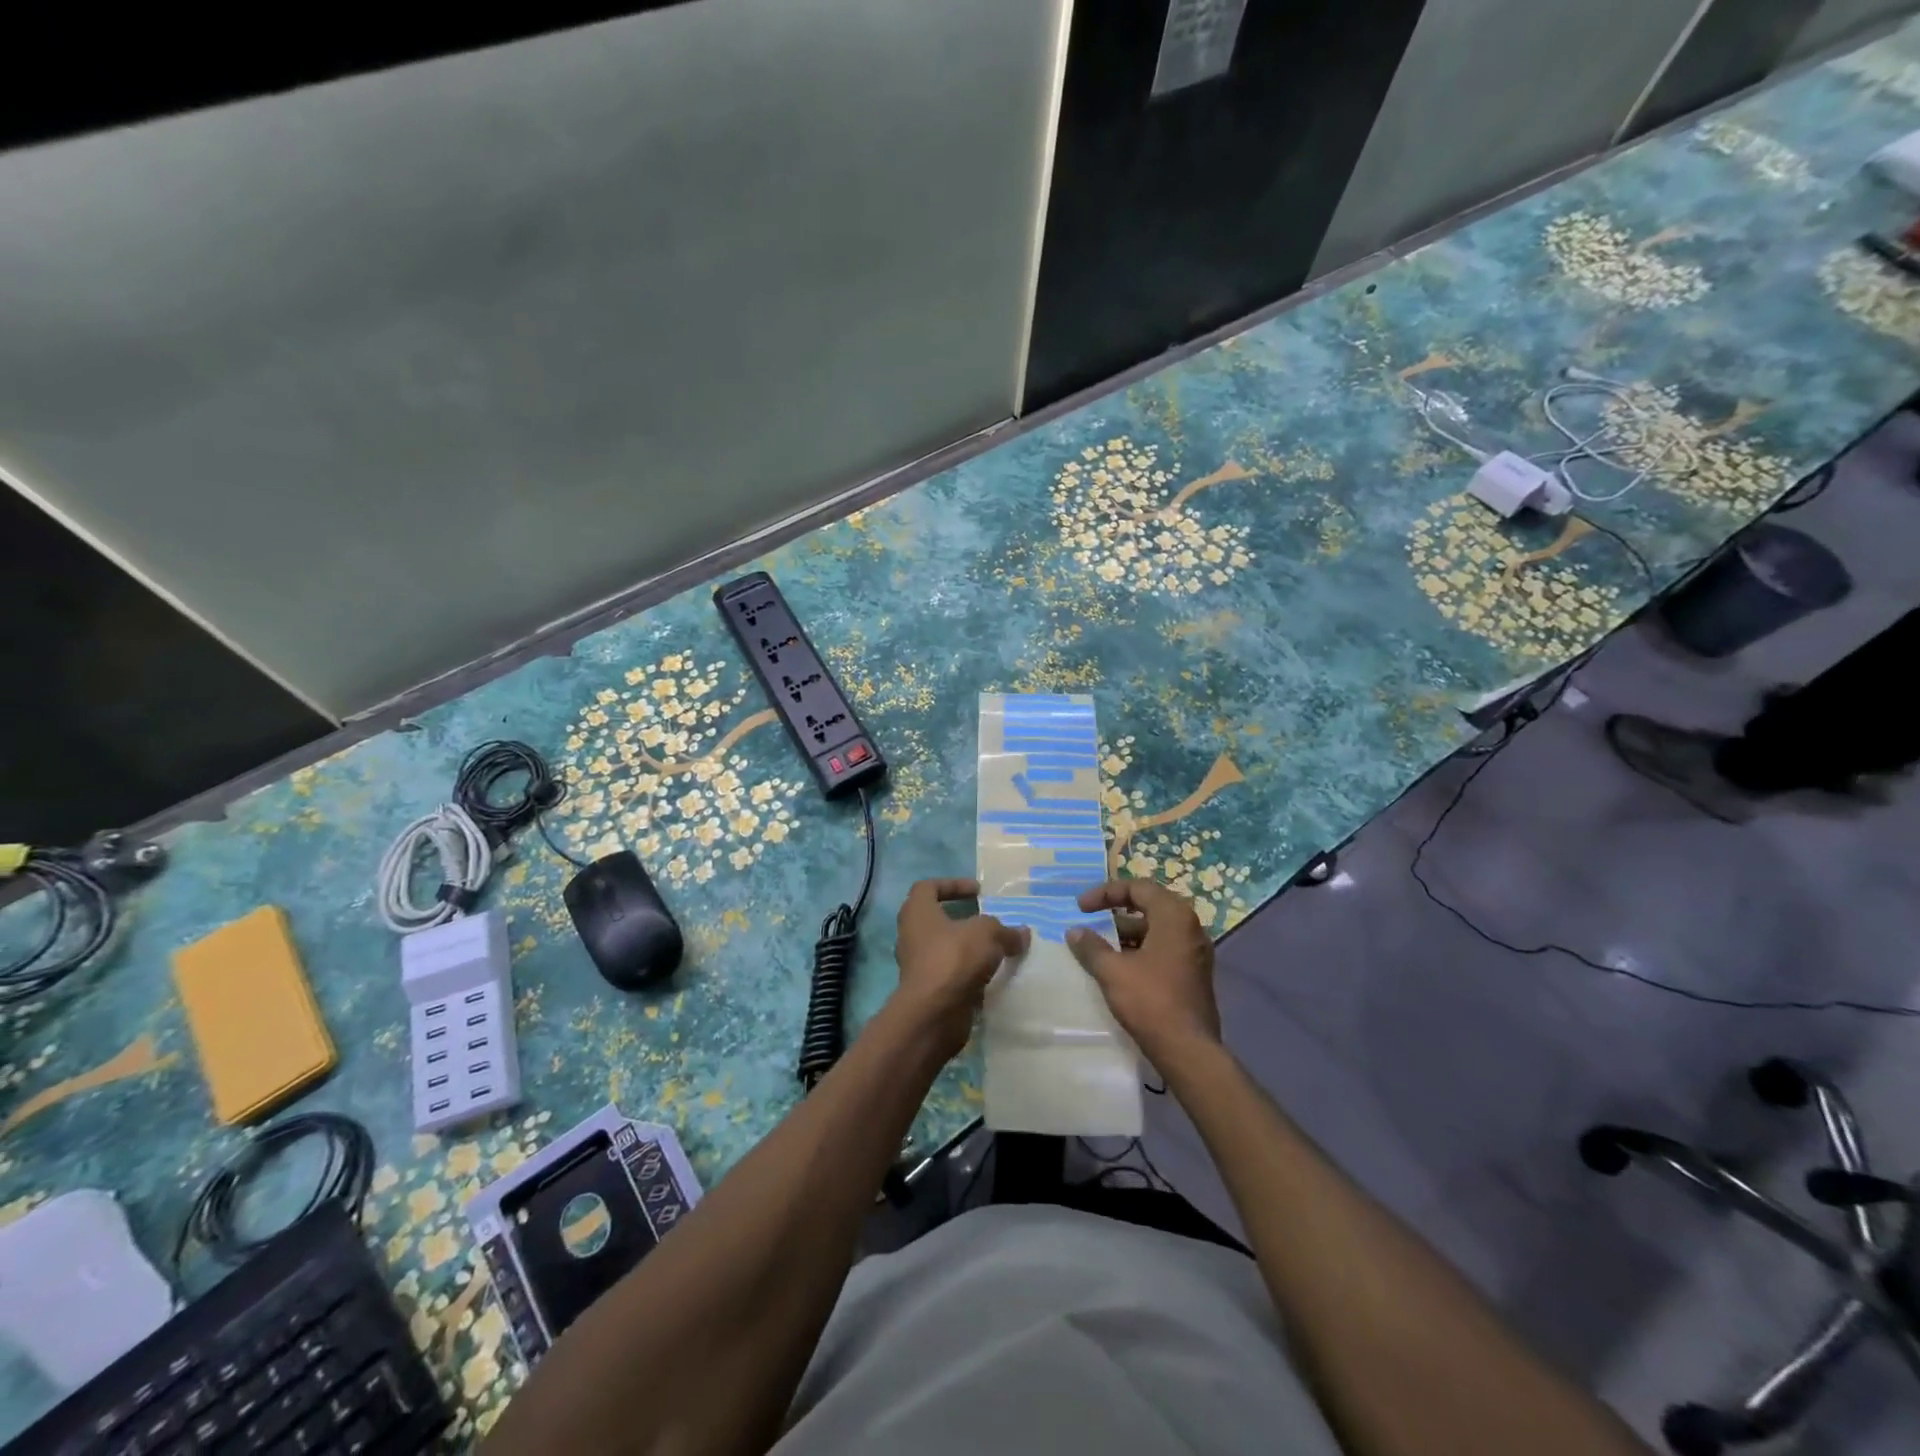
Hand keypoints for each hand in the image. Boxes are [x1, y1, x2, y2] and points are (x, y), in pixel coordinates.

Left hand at [890, 878, 1028, 1061]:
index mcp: (917, 912)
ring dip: (967, 947)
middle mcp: (912, 935)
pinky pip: (950, 973)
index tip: (978, 891)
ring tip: (996, 948)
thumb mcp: (987, 933)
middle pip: (936, 918)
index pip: (928, 887)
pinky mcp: (928, 990)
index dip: (953, 884)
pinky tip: (992, 974)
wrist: (934, 1013)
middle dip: (962, 918)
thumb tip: (1022, 933)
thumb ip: (1005, 930)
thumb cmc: (954, 958)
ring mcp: (917, 964)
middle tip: (987, 920)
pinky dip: (968, 971)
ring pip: (944, 948)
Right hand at [1066, 878, 1218, 1066]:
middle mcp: (1190, 927)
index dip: (1105, 892)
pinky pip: (1164, 947)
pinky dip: (1140, 948)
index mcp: (1174, 916)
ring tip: (1100, 945)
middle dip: (1116, 910)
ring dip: (1127, 932)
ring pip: (1156, 929)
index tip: (1080, 907)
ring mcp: (1195, 951)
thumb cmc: (1150, 1001)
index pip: (1138, 887)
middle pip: (1149, 905)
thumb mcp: (1112, 971)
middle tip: (1091, 917)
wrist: (1188, 1049)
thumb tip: (1075, 932)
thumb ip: (1091, 947)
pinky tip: (1120, 965)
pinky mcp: (1194, 973)